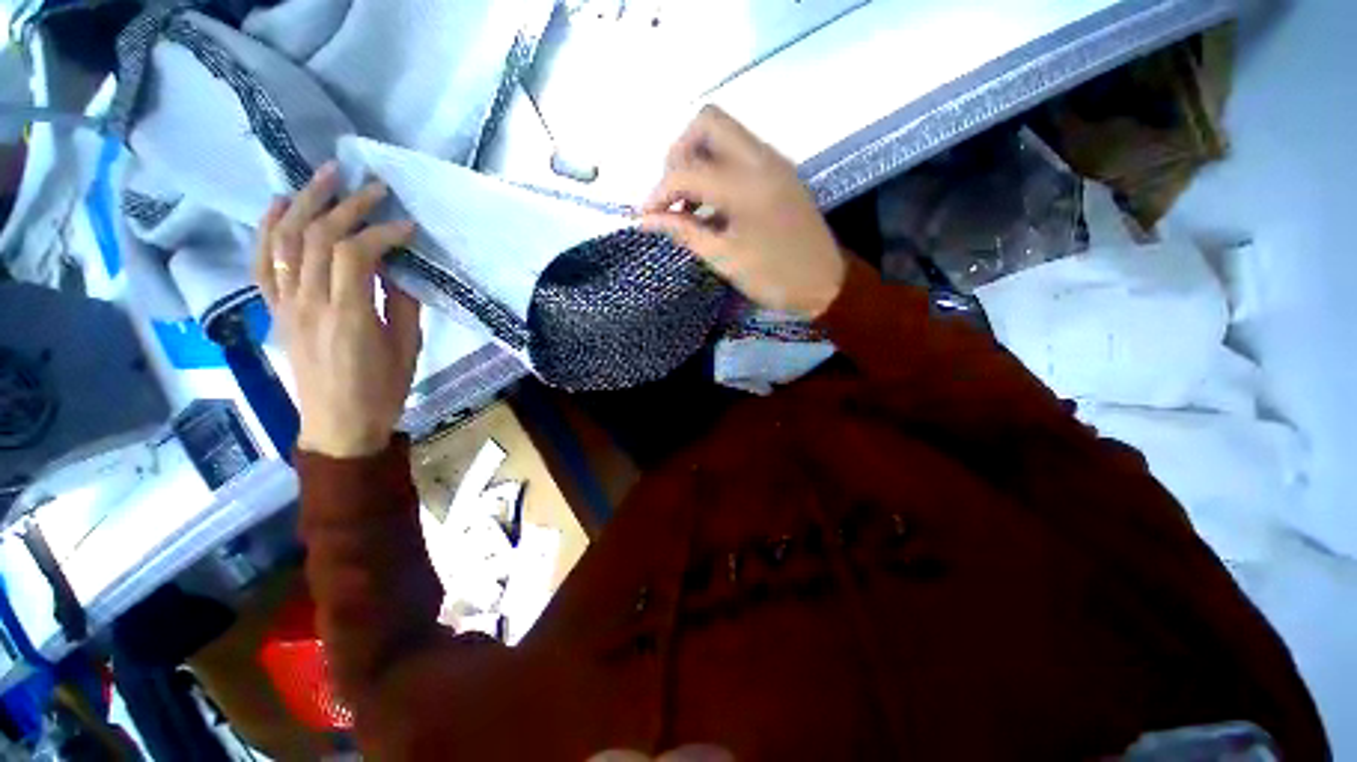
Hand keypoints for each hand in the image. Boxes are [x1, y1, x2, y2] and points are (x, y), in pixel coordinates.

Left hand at [253, 162, 421, 458]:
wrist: (338, 423)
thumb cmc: (382, 389)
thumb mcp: (407, 347)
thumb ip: (401, 303)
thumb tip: (399, 268)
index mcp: (348, 316)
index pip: (357, 254)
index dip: (382, 232)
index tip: (408, 225)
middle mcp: (308, 302)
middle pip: (318, 237)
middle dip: (347, 205)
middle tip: (372, 187)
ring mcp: (286, 304)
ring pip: (286, 239)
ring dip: (305, 202)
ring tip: (325, 176)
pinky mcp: (276, 309)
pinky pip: (263, 261)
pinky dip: (268, 228)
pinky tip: (279, 204)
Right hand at [641, 106, 846, 318]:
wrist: (826, 283)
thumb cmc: (774, 277)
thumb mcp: (724, 259)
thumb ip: (684, 232)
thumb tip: (646, 219)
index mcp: (746, 185)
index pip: (686, 170)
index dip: (657, 192)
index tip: (645, 217)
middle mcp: (761, 158)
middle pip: (706, 122)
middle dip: (678, 153)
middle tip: (671, 194)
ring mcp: (774, 161)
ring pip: (724, 132)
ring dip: (698, 158)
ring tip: (687, 203)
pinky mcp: (780, 170)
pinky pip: (740, 150)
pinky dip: (717, 167)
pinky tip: (711, 203)